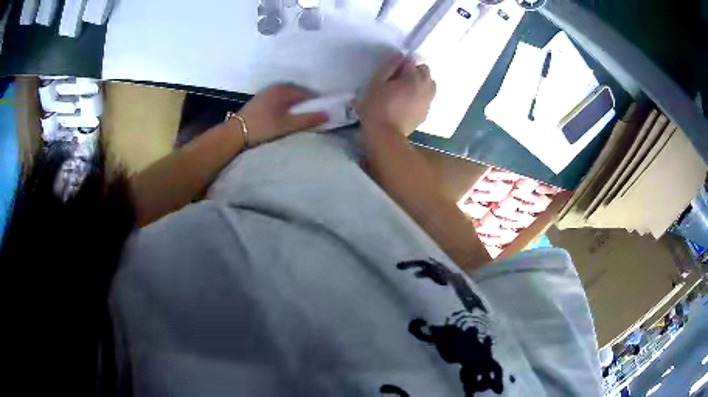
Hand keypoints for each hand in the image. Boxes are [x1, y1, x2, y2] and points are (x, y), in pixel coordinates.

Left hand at [234, 84, 328, 145]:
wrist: (235, 132)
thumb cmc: (263, 127)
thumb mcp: (287, 125)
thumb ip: (307, 119)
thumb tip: (328, 114)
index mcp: (284, 90)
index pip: (307, 92)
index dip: (317, 101)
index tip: (323, 111)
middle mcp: (276, 87)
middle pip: (297, 92)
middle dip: (306, 101)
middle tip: (313, 113)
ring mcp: (266, 92)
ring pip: (287, 95)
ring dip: (295, 103)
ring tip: (300, 115)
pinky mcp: (260, 100)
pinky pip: (279, 98)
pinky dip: (286, 104)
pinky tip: (286, 114)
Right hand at [356, 53, 435, 136]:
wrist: (385, 135)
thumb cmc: (376, 106)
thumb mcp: (376, 83)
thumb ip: (389, 67)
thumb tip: (401, 55)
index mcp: (413, 78)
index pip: (412, 62)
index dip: (401, 65)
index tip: (392, 72)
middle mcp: (425, 88)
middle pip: (426, 72)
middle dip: (415, 72)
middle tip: (399, 80)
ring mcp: (428, 101)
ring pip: (430, 85)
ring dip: (421, 83)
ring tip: (406, 91)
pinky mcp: (426, 113)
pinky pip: (428, 98)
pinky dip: (421, 96)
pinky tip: (408, 104)